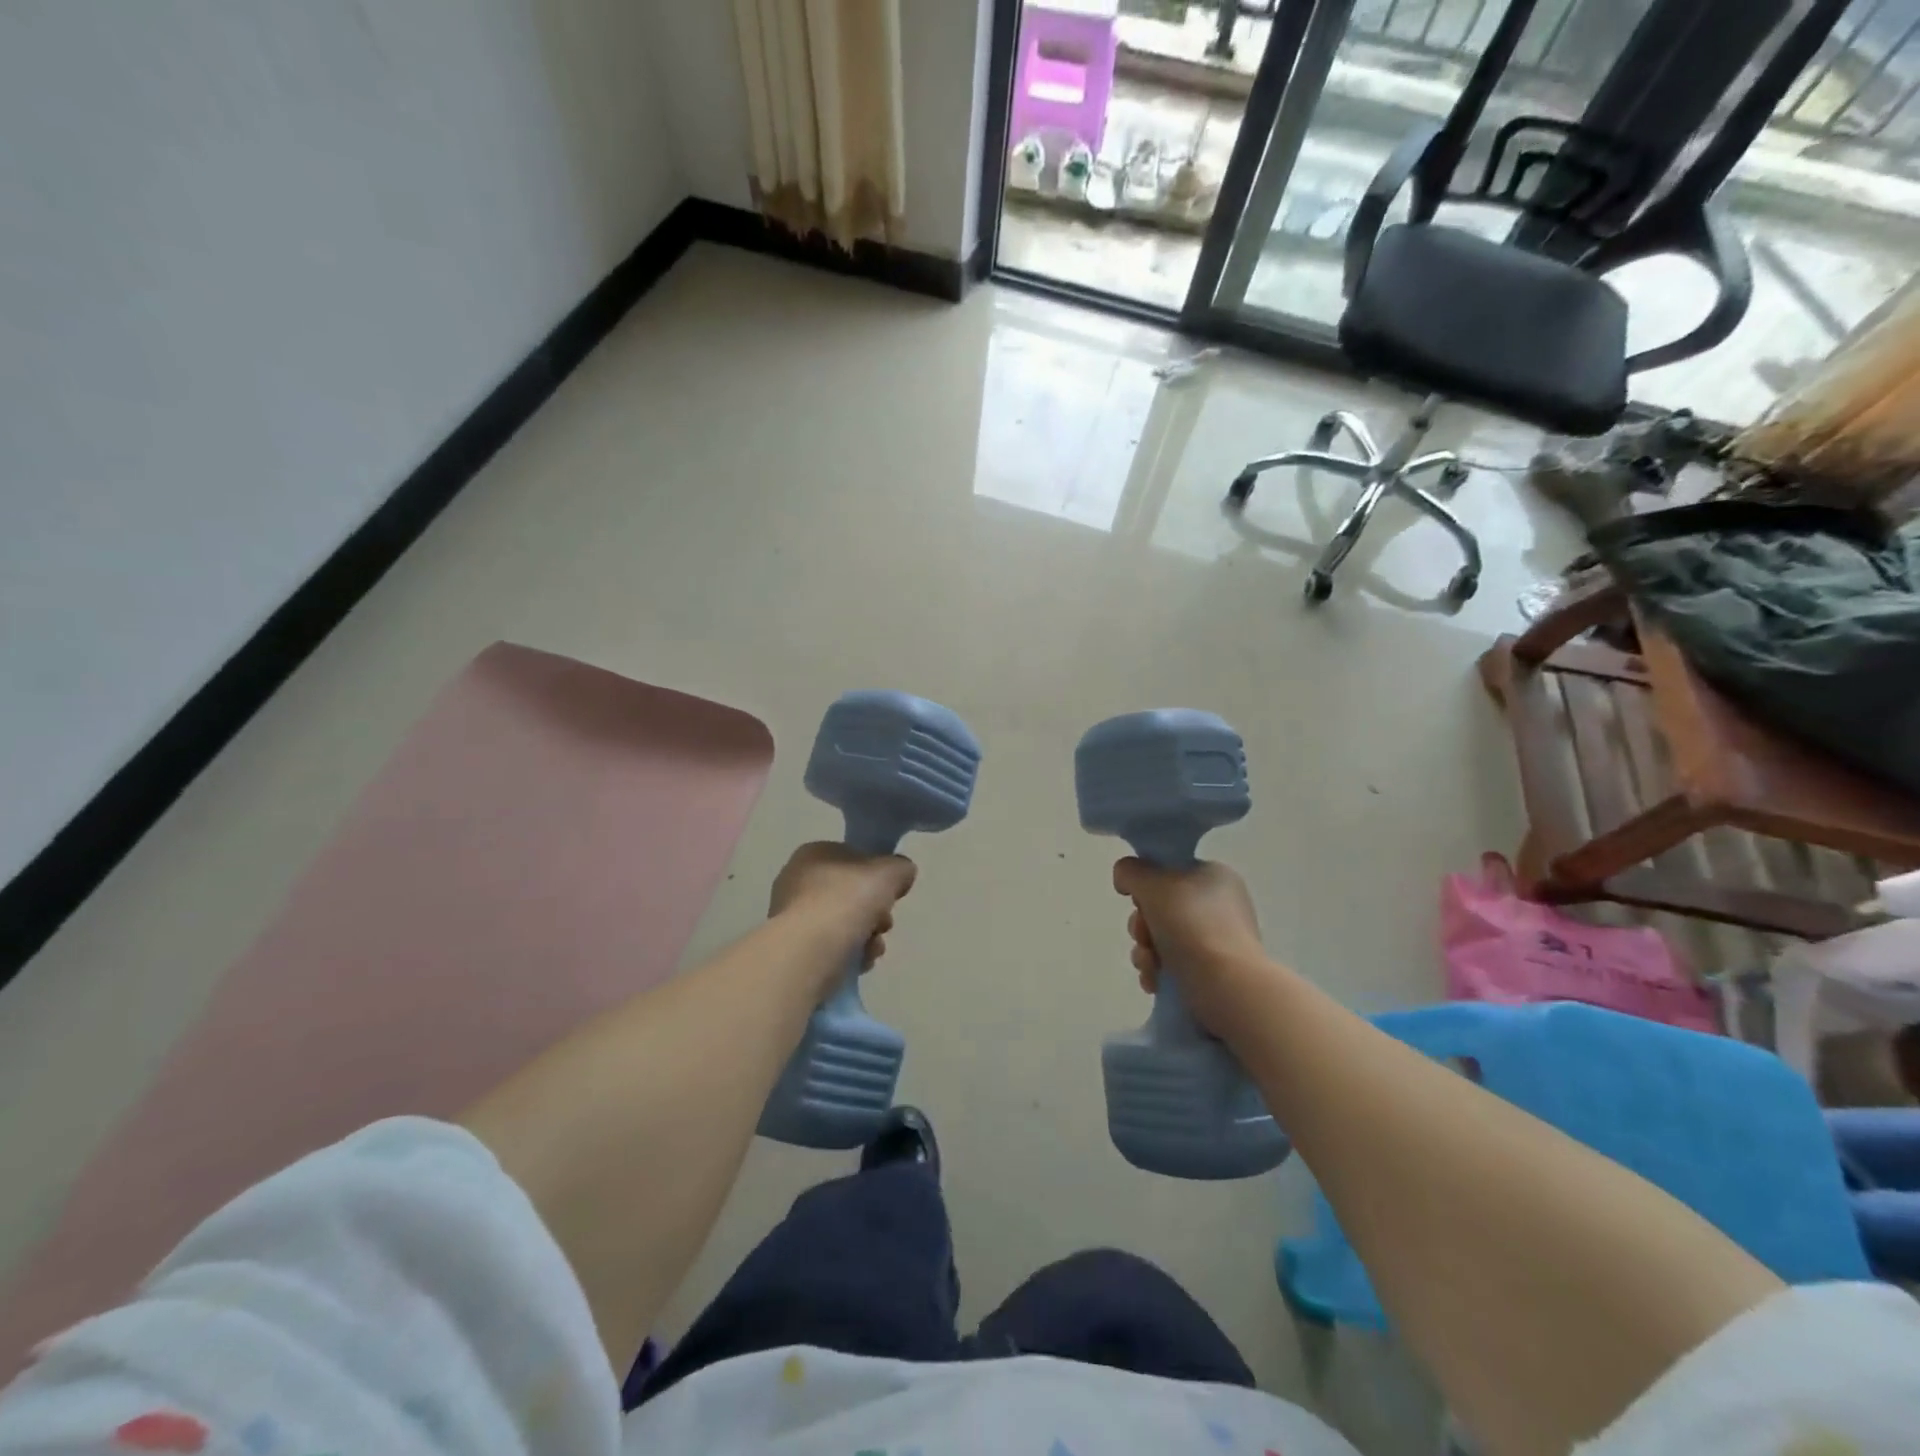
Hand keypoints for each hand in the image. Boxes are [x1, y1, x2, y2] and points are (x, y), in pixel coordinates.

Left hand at [770, 842, 916, 980]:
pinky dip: (849, 954)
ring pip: (843, 923)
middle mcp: (796, 881)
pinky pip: (830, 947)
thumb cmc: (847, 900)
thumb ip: (900, 867)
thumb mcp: (889, 871)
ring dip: (866, 936)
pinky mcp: (793, 949)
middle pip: (849, 894)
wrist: (811, 950)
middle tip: (884, 923)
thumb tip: (901, 874)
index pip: (852, 859)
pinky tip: (859, 962)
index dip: (876, 876)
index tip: (891, 893)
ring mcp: (791, 917)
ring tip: (873, 948)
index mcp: (813, 854)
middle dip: (874, 911)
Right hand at [1113, 857, 1269, 1039]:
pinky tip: (1155, 981)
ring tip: (1150, 966)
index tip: (1137, 901)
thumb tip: (1126, 880)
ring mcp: (1218, 940)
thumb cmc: (1192, 926)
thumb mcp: (1153, 884)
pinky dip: (1158, 971)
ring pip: (1162, 938)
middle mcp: (1219, 905)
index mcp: (1214, 876)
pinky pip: (1174, 964)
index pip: (1168, 871)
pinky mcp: (1214, 972)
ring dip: (1145, 952)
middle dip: (1141, 926)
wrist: (1228, 987)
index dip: (1146, 886)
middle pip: (1161, 907)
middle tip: (1143, 937)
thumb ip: (1131, 872)